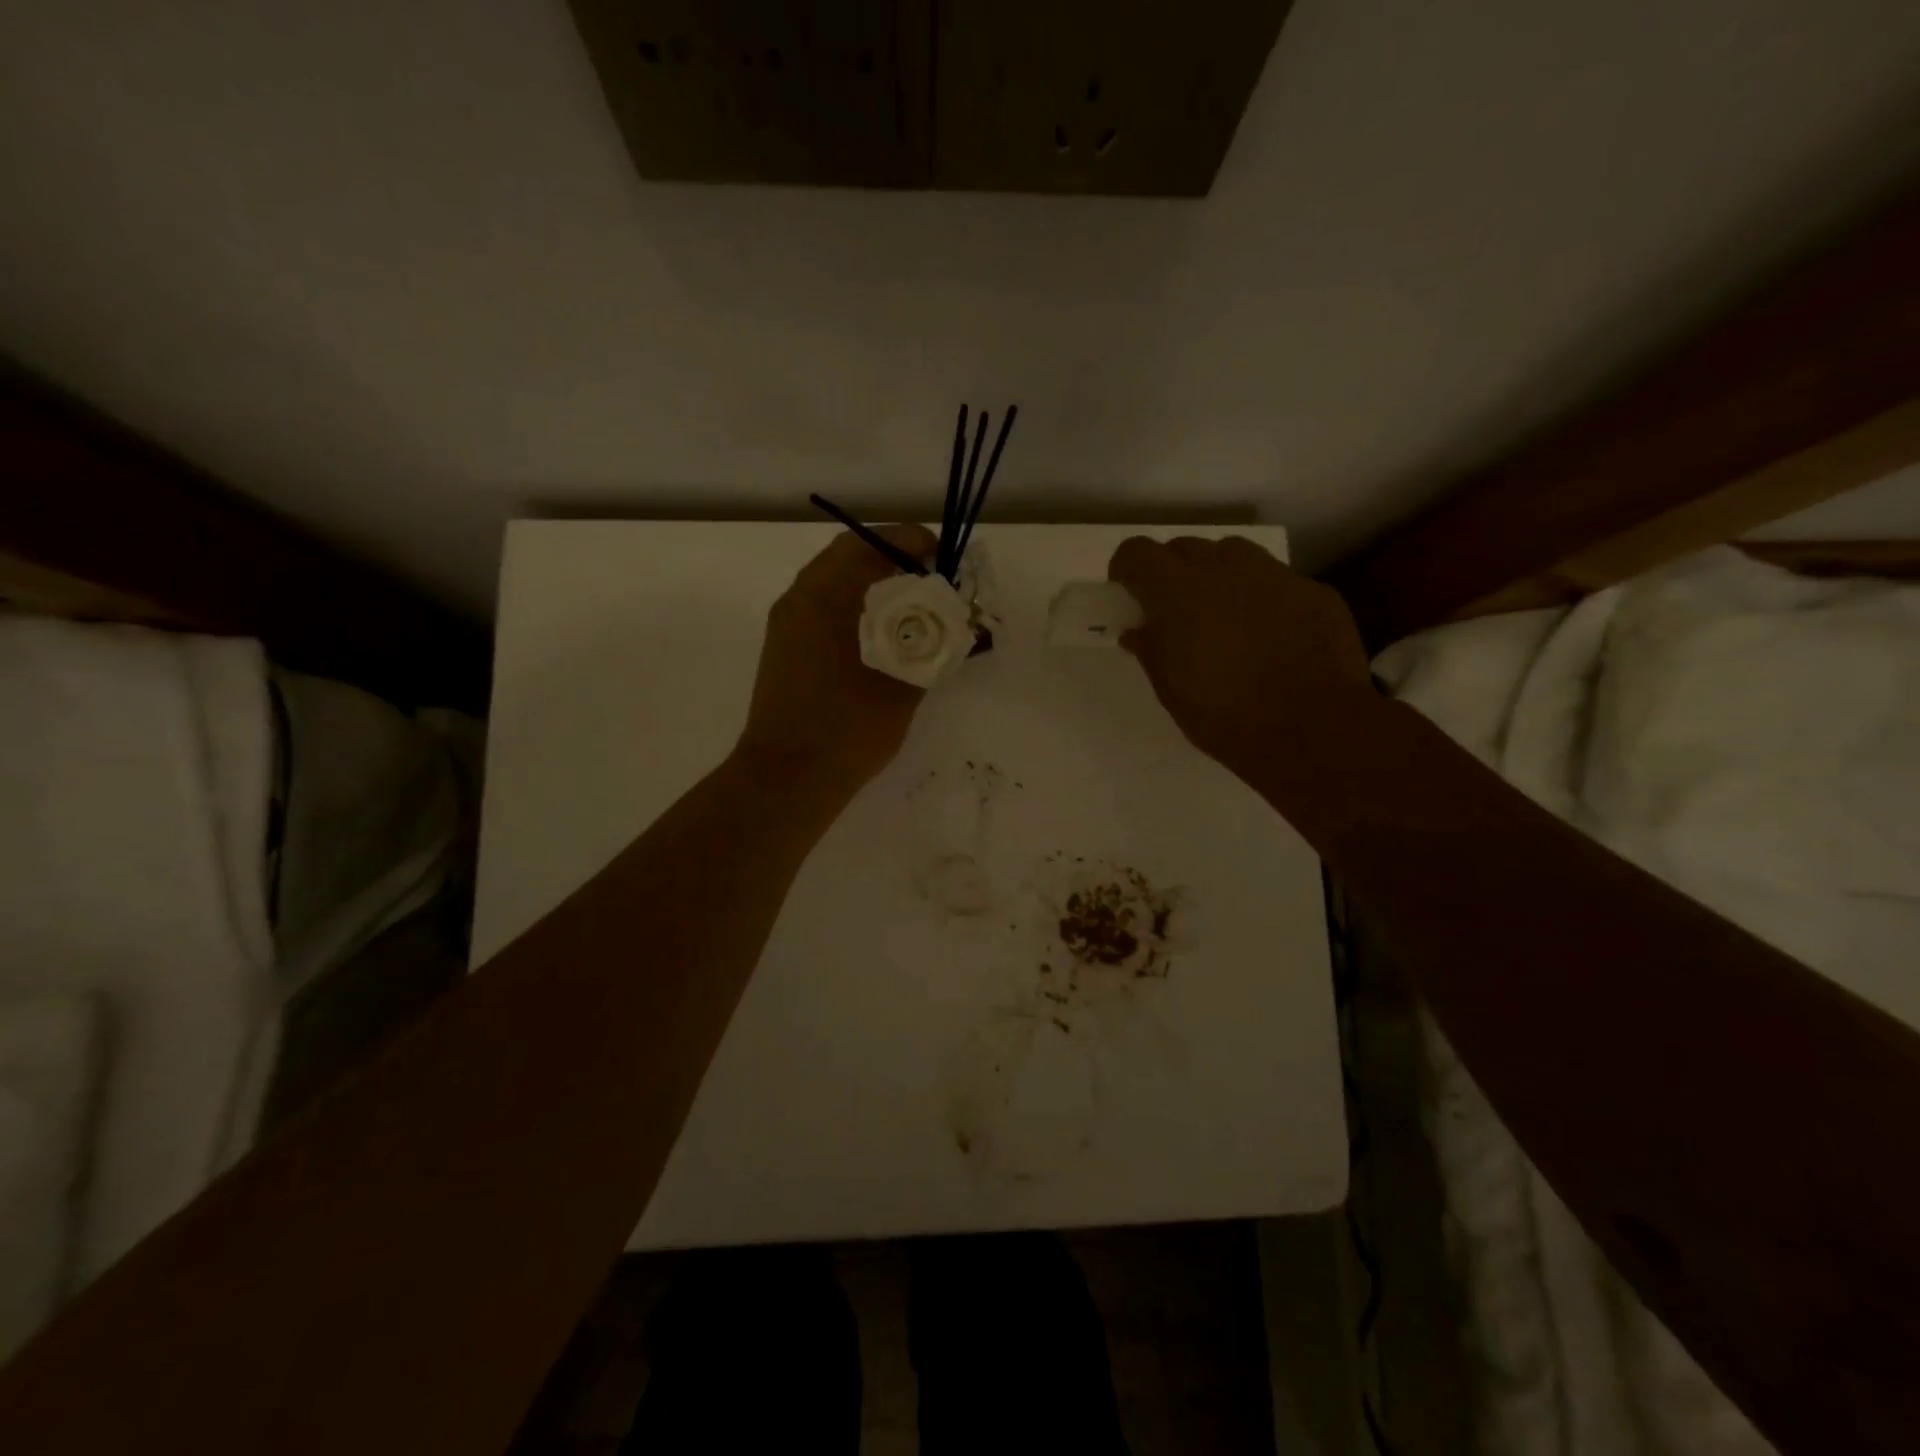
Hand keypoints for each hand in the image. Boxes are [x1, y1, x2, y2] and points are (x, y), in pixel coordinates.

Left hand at [736, 524, 939, 792]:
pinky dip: (855, 611)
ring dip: (874, 588)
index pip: (872, 541)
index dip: (913, 543)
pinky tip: (882, 643)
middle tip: (932, 586)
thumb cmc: (849, 726)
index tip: (944, 561)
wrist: (787, 777)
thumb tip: (954, 621)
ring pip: (836, 584)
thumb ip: (934, 643)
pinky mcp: (784, 649)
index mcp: (827, 593)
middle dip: (895, 563)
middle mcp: (800, 596)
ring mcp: (787, 623)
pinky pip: (824, 610)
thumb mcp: (905, 683)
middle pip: (851, 556)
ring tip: (913, 616)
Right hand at [1108, 535, 1371, 772]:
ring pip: (1234, 555)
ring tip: (1224, 617)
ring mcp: (1274, 575)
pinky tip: (1272, 638)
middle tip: (1176, 611)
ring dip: (1219, 576)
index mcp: (1178, 591)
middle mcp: (1224, 568)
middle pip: (1185, 547)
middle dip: (1173, 572)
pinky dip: (1264, 600)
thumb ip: (1151, 650)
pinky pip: (1277, 583)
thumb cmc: (1223, 715)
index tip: (1128, 594)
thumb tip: (1138, 631)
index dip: (1127, 569)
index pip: (1137, 552)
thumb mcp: (1170, 689)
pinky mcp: (1315, 591)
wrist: (1311, 730)